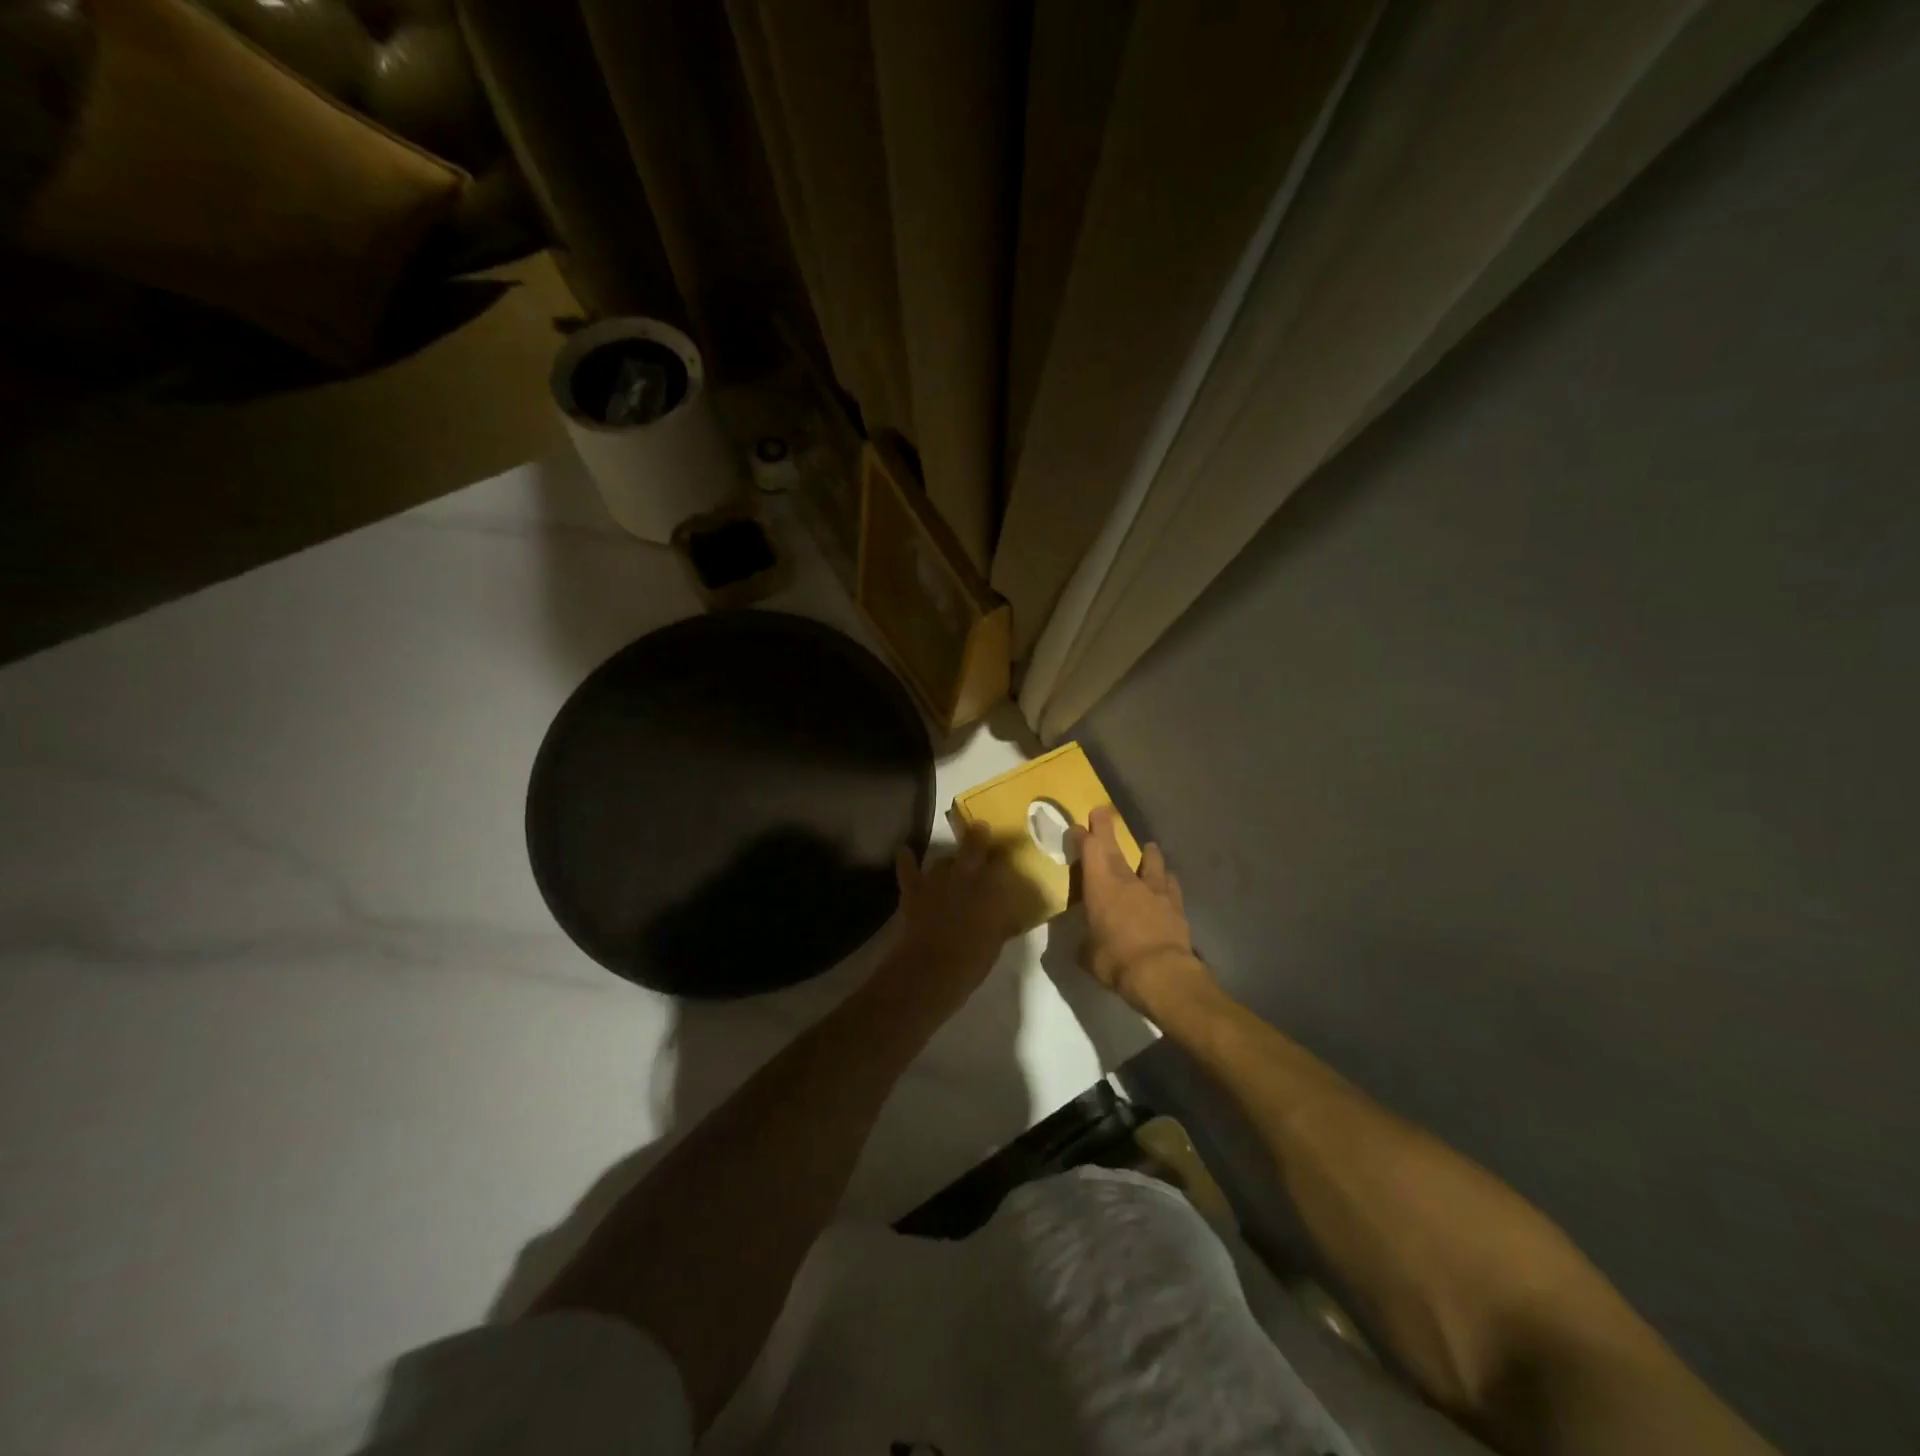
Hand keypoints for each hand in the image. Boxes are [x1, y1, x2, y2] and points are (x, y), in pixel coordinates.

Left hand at [874, 824, 1040, 1020]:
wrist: (932, 969)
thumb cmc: (972, 960)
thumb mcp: (996, 940)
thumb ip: (1000, 921)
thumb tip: (1005, 915)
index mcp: (992, 889)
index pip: (1002, 863)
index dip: (1004, 856)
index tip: (1008, 852)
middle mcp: (966, 876)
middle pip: (974, 845)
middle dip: (978, 836)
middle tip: (981, 828)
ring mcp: (938, 879)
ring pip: (943, 860)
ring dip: (948, 860)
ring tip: (951, 863)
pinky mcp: (915, 889)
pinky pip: (908, 869)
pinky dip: (906, 859)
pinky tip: (904, 849)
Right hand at [1068, 807, 1212, 1015]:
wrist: (1162, 974)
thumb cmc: (1116, 961)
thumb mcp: (1088, 956)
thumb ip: (1085, 945)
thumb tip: (1085, 946)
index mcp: (1100, 886)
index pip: (1088, 849)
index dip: (1081, 836)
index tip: (1076, 829)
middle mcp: (1127, 880)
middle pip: (1115, 846)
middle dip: (1105, 827)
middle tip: (1102, 810)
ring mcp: (1155, 890)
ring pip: (1152, 861)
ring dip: (1147, 853)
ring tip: (1148, 848)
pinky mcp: (1176, 904)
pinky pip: (1172, 885)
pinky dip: (1168, 881)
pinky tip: (1169, 882)